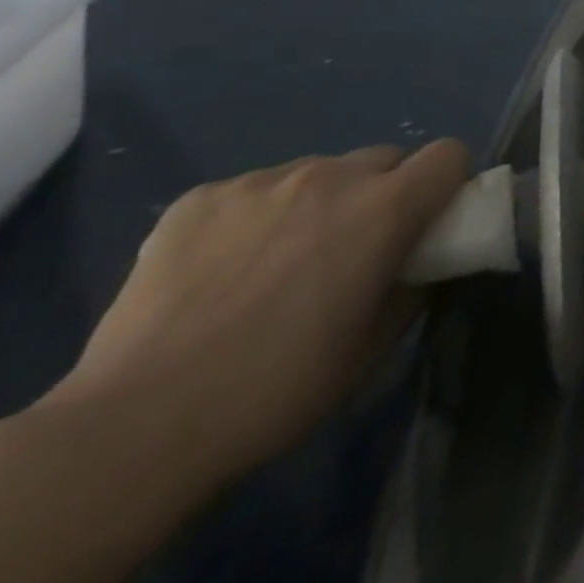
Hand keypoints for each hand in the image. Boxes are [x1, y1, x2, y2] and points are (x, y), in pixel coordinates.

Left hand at [51, 140, 466, 490]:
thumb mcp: (374, 345)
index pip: (448, 154)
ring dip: (320, 203)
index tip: (430, 221)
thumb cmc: (278, 389)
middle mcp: (331, 176)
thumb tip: (424, 262)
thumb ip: (415, 285)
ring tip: (278, 263)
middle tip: (355, 249)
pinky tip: (222, 271)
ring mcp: (261, 182)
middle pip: (385, 158)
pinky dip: (257, 217)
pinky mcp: (200, 198)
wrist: (135, 427)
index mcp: (385, 207)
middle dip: (384, 193)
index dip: (447, 183)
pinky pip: (254, 191)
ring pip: (318, 172)